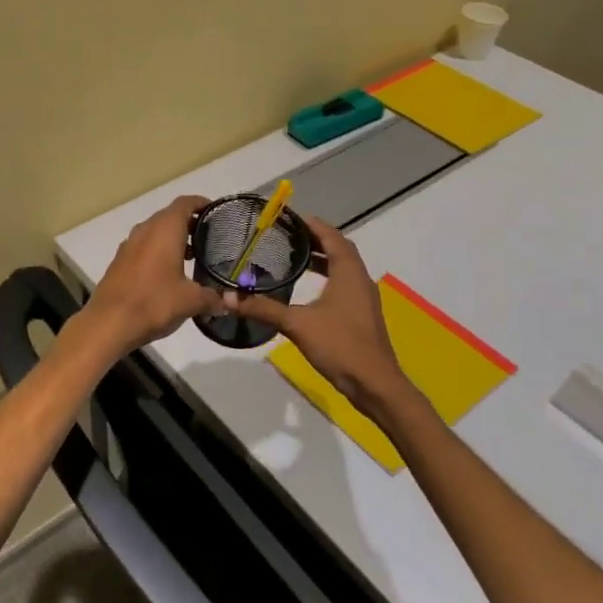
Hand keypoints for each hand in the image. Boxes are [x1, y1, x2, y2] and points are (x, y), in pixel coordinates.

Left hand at [78, 195, 222, 355]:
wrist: (109, 323)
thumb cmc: (154, 302)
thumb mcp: (191, 301)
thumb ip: (213, 297)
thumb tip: (229, 302)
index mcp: (165, 230)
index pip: (185, 203)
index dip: (201, 203)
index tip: (216, 212)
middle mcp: (145, 230)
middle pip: (169, 216)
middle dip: (189, 223)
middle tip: (209, 237)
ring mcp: (129, 245)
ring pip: (155, 232)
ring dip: (172, 238)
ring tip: (192, 256)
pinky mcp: (119, 262)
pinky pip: (143, 247)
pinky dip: (158, 251)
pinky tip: (168, 273)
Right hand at [227, 216, 408, 412]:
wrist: (375, 385)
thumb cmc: (340, 346)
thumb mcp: (297, 324)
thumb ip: (264, 309)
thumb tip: (227, 298)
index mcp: (349, 273)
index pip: (332, 238)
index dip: (314, 225)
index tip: (291, 217)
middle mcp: (359, 280)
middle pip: (340, 250)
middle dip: (316, 240)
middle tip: (288, 235)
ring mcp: (363, 299)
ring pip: (343, 269)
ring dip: (322, 259)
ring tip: (294, 257)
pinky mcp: (361, 316)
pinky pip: (343, 285)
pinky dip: (326, 277)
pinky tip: (308, 289)